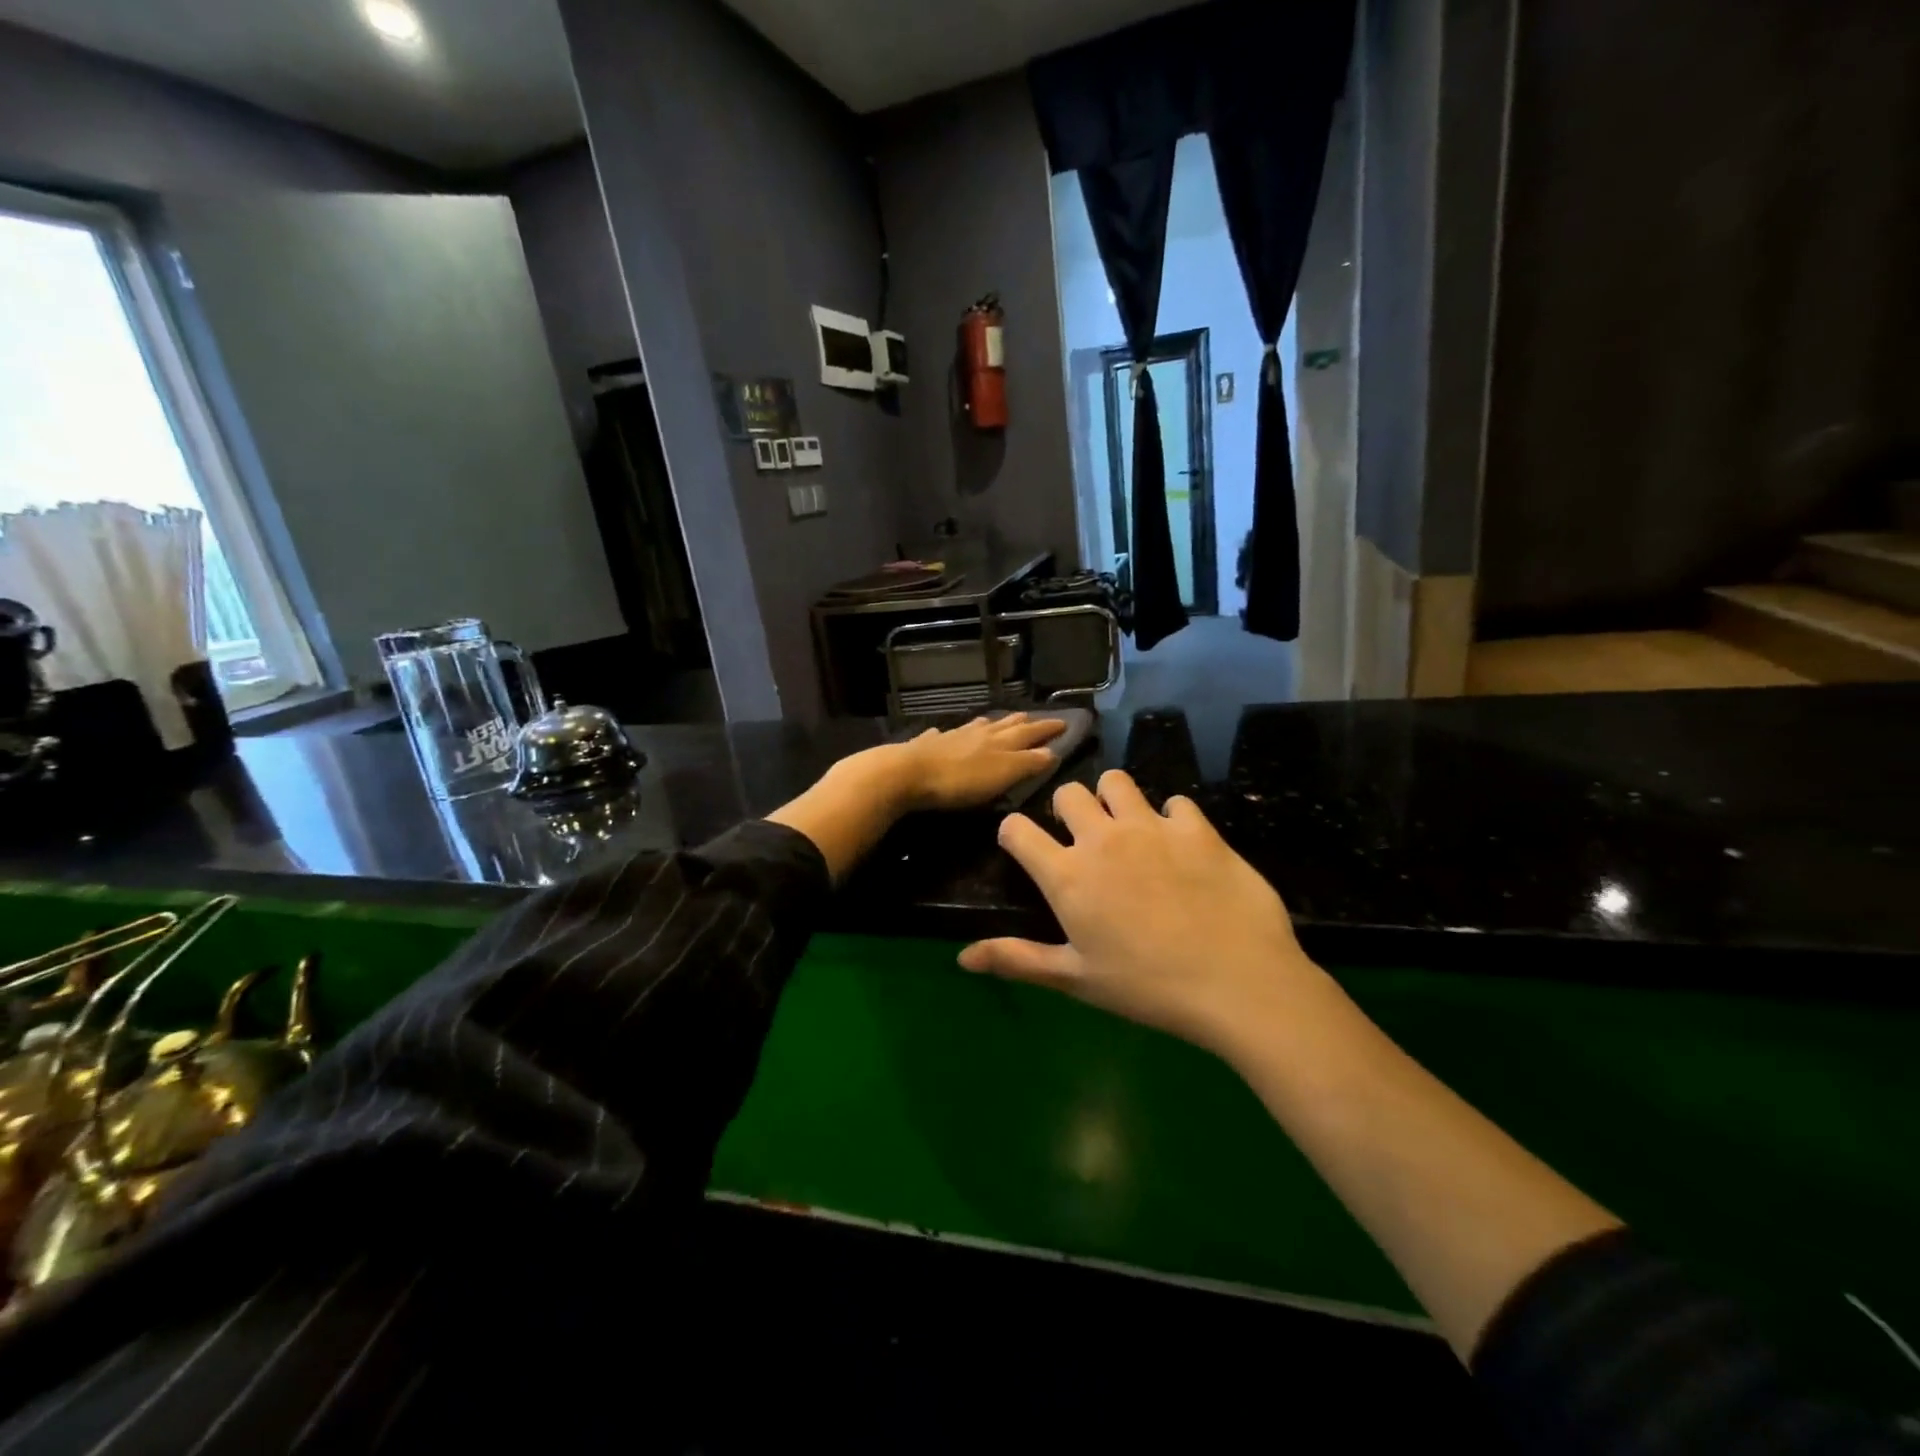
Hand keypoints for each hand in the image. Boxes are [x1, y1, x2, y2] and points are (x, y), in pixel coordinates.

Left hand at [891, 713, 1066, 810]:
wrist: (908, 773)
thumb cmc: (960, 780)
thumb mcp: (1003, 774)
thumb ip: (1028, 763)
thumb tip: (1052, 751)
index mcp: (1000, 741)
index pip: (1031, 732)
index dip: (1048, 728)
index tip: (1064, 722)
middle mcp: (978, 733)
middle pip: (1005, 725)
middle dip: (1022, 722)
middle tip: (1033, 718)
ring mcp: (951, 736)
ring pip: (976, 726)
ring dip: (990, 724)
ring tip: (996, 722)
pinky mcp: (926, 745)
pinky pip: (943, 734)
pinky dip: (950, 733)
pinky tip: (943, 733)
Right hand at [958, 770, 1317, 1055]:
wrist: (1237, 983)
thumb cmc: (1147, 988)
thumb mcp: (1076, 979)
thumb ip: (1017, 960)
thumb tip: (962, 958)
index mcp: (1067, 875)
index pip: (1017, 830)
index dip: (1013, 833)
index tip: (1023, 846)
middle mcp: (1102, 838)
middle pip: (1067, 794)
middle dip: (1067, 810)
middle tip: (1084, 840)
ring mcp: (1150, 827)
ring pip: (1116, 781)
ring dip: (1115, 799)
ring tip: (1129, 829)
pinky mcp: (1196, 827)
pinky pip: (1175, 802)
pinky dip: (1172, 818)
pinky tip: (1182, 847)